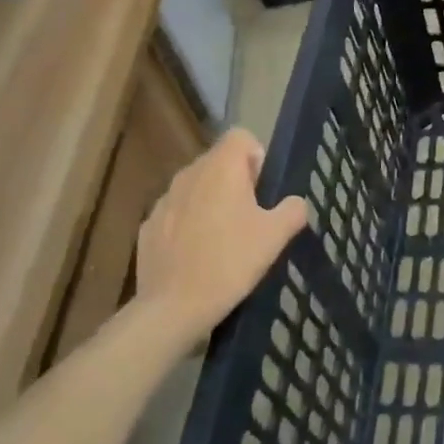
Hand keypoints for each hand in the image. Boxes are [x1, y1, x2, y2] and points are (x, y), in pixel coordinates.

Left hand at [135, 129, 306, 345]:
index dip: (256, 157)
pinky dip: (188, 225)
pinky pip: (176, 214)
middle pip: (217, 162)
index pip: (241, 136)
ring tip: (223, 239)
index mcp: (221, 168)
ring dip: (210, 202)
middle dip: (235, 181)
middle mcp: (189, 173)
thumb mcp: (275, 237)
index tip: (262, 189)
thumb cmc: (230, 262)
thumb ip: (293, 210)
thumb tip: (295, 203)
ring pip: (195, 188)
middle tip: (249, 218)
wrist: (173, 306)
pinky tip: (197, 255)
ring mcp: (164, 199)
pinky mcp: (148, 226)